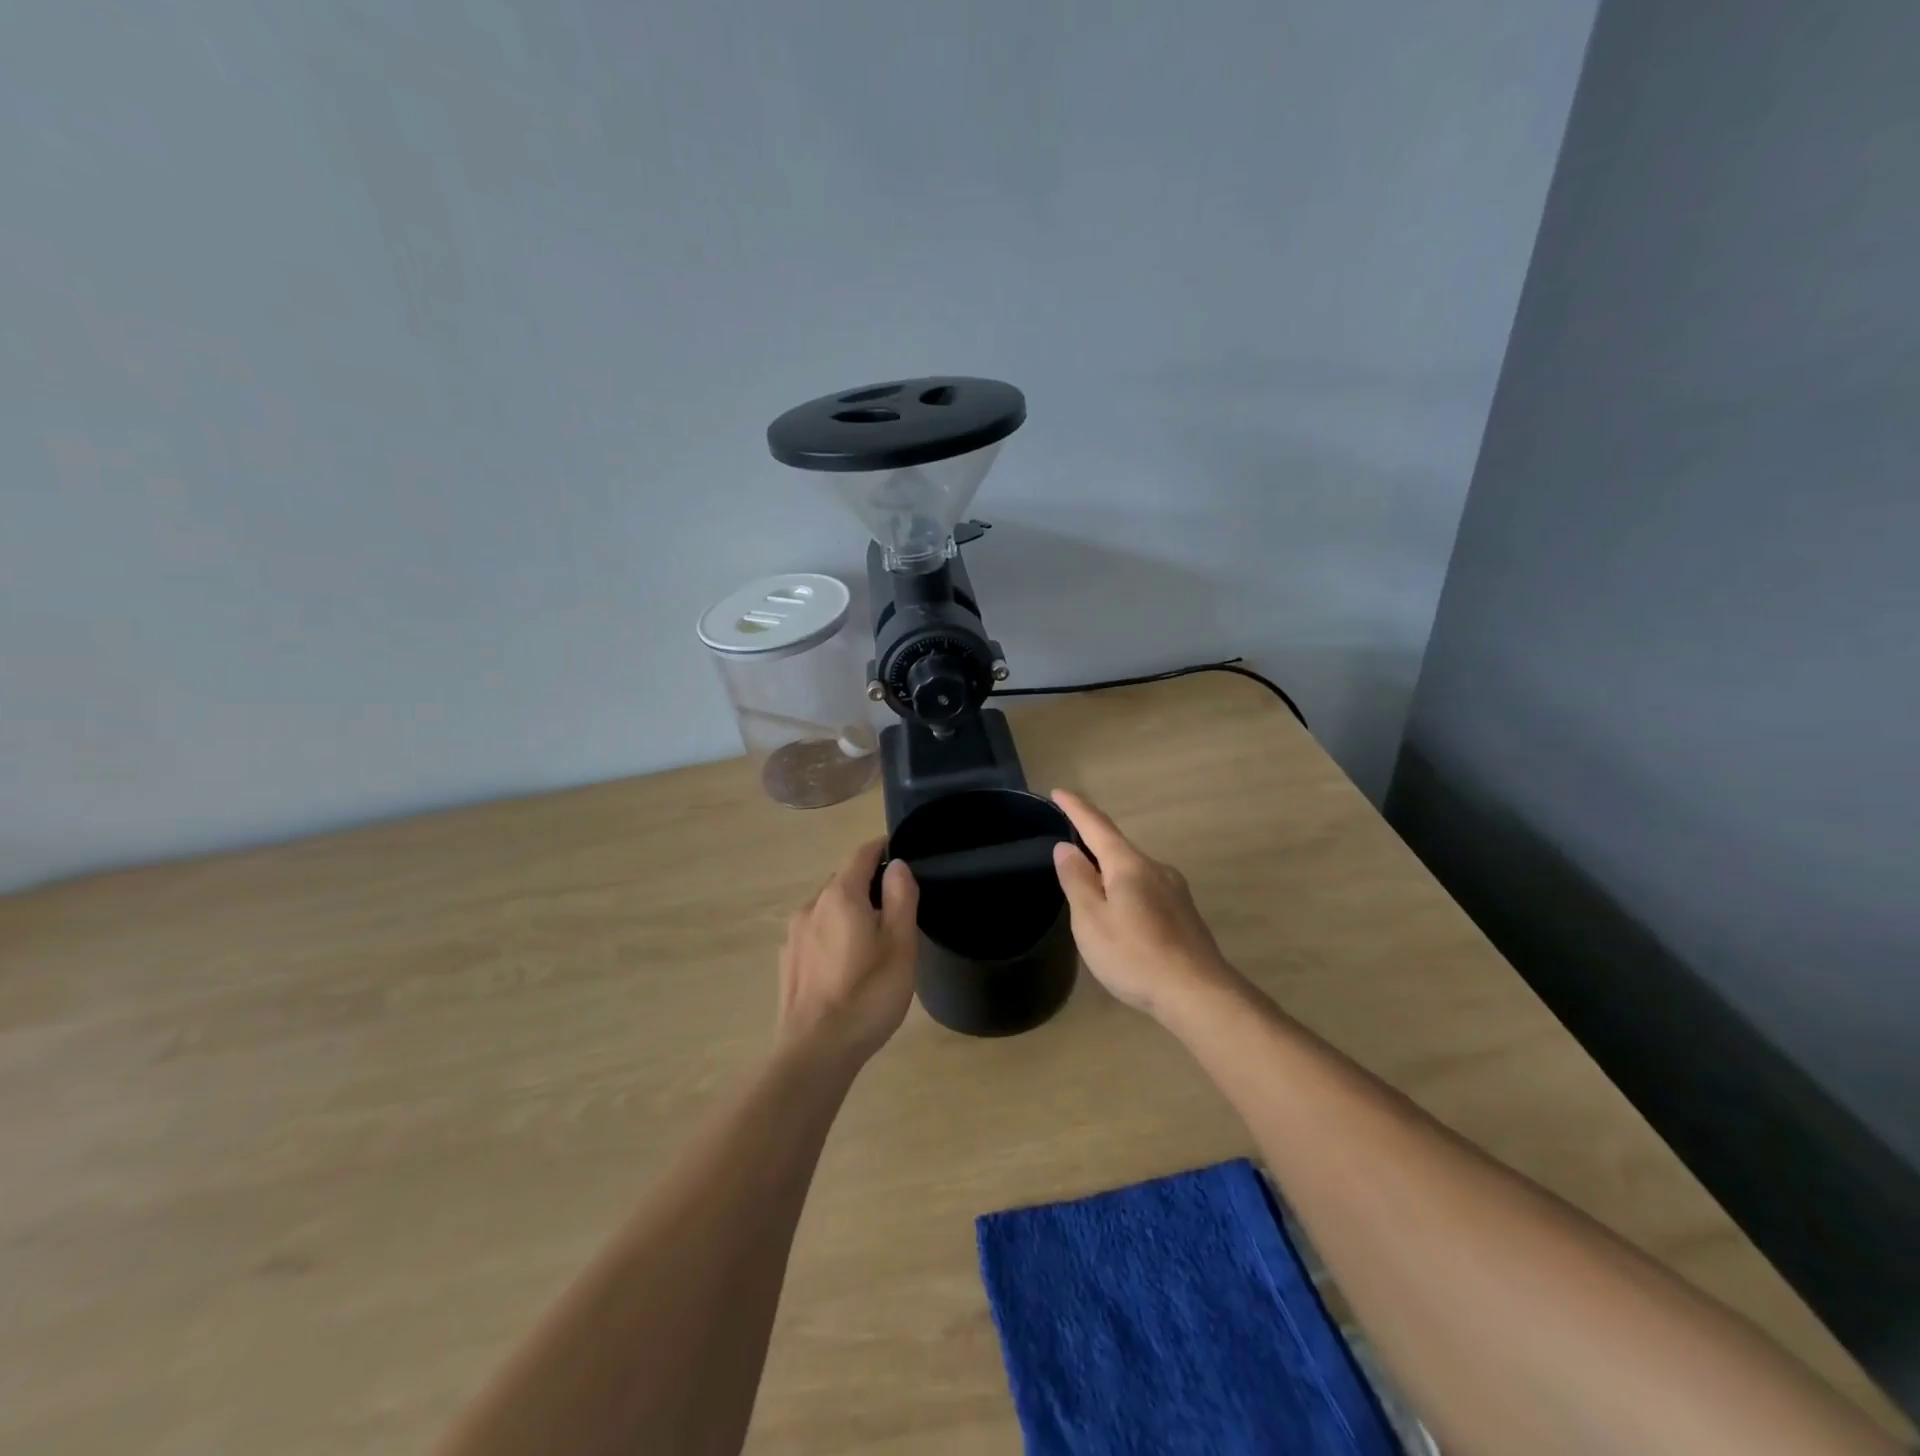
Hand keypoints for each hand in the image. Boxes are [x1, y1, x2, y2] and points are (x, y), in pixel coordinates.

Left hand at [777, 838, 919, 1064]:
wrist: (815, 1052)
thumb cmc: (867, 995)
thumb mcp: (900, 945)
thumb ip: (901, 898)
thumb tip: (898, 865)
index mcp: (841, 895)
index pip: (862, 855)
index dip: (882, 849)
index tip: (899, 852)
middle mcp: (811, 906)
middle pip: (843, 881)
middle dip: (868, 885)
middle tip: (895, 907)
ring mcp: (794, 935)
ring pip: (827, 909)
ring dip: (849, 913)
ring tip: (872, 940)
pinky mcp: (788, 962)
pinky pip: (815, 933)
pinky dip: (832, 935)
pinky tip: (845, 966)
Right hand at [1050, 790, 1239, 1020]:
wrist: (1198, 993)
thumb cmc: (1134, 955)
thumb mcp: (1091, 920)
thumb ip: (1077, 880)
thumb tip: (1066, 847)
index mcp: (1129, 865)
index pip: (1097, 826)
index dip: (1076, 808)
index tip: (1058, 792)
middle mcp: (1155, 868)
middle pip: (1117, 847)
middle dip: (1092, 843)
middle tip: (1067, 847)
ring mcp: (1174, 890)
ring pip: (1133, 871)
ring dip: (1109, 872)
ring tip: (1090, 889)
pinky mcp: (1184, 913)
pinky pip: (1146, 890)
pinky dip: (1126, 891)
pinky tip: (1121, 916)